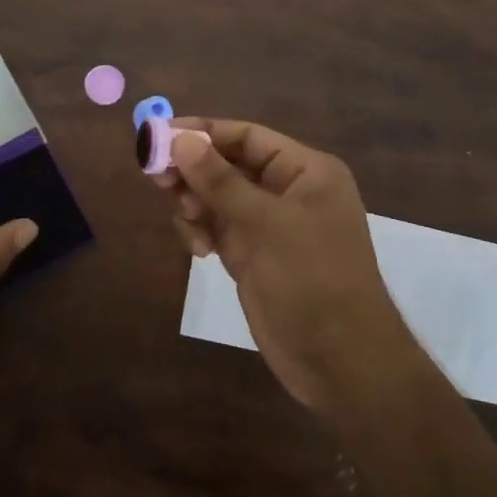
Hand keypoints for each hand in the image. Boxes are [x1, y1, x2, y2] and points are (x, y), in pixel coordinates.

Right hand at [156, 119, 418, 410]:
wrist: (340, 363)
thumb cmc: (313, 280)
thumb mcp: (267, 225)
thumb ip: (221, 181)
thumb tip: (180, 139)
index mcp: (305, 171)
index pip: (247, 137)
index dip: (204, 133)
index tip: (160, 136)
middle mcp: (286, 191)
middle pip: (227, 165)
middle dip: (193, 171)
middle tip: (156, 179)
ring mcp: (268, 225)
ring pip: (216, 197)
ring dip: (194, 204)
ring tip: (188, 220)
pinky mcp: (251, 255)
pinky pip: (216, 228)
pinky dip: (201, 231)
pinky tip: (198, 249)